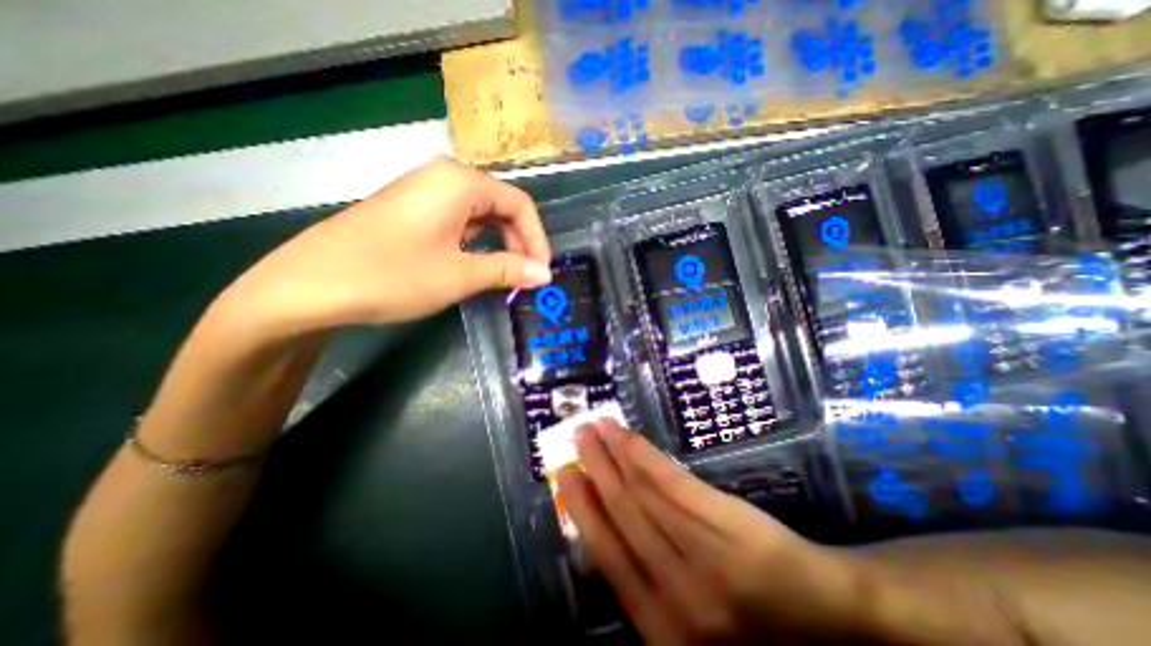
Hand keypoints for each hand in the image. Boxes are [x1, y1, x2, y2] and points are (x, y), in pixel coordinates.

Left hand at [216, 156, 557, 334]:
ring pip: (480, 215)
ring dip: (499, 244)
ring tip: (505, 276)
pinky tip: (475, 265)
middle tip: (525, 278)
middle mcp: (444, 177)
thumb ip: (508, 270)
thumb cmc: (392, 275)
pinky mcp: (411, 210)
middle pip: (501, 206)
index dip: (537, 239)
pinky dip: (476, 243)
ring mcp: (424, 192)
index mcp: (460, 182)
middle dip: (519, 242)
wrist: (308, 286)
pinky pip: (458, 222)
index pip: (520, 205)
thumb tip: (545, 274)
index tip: (542, 272)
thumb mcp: (459, 275)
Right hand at [558, 421, 861, 643]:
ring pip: (641, 493)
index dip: (581, 509)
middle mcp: (673, 591)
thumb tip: (602, 533)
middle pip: (621, 514)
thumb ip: (645, 585)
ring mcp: (700, 553)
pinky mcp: (722, 521)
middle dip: (593, 470)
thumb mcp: (688, 623)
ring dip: (612, 454)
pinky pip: (671, 482)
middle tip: (576, 437)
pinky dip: (643, 455)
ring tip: (594, 427)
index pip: (606, 555)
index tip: (564, 474)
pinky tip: (626, 435)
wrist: (828, 617)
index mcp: (660, 626)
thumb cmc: (753, 625)